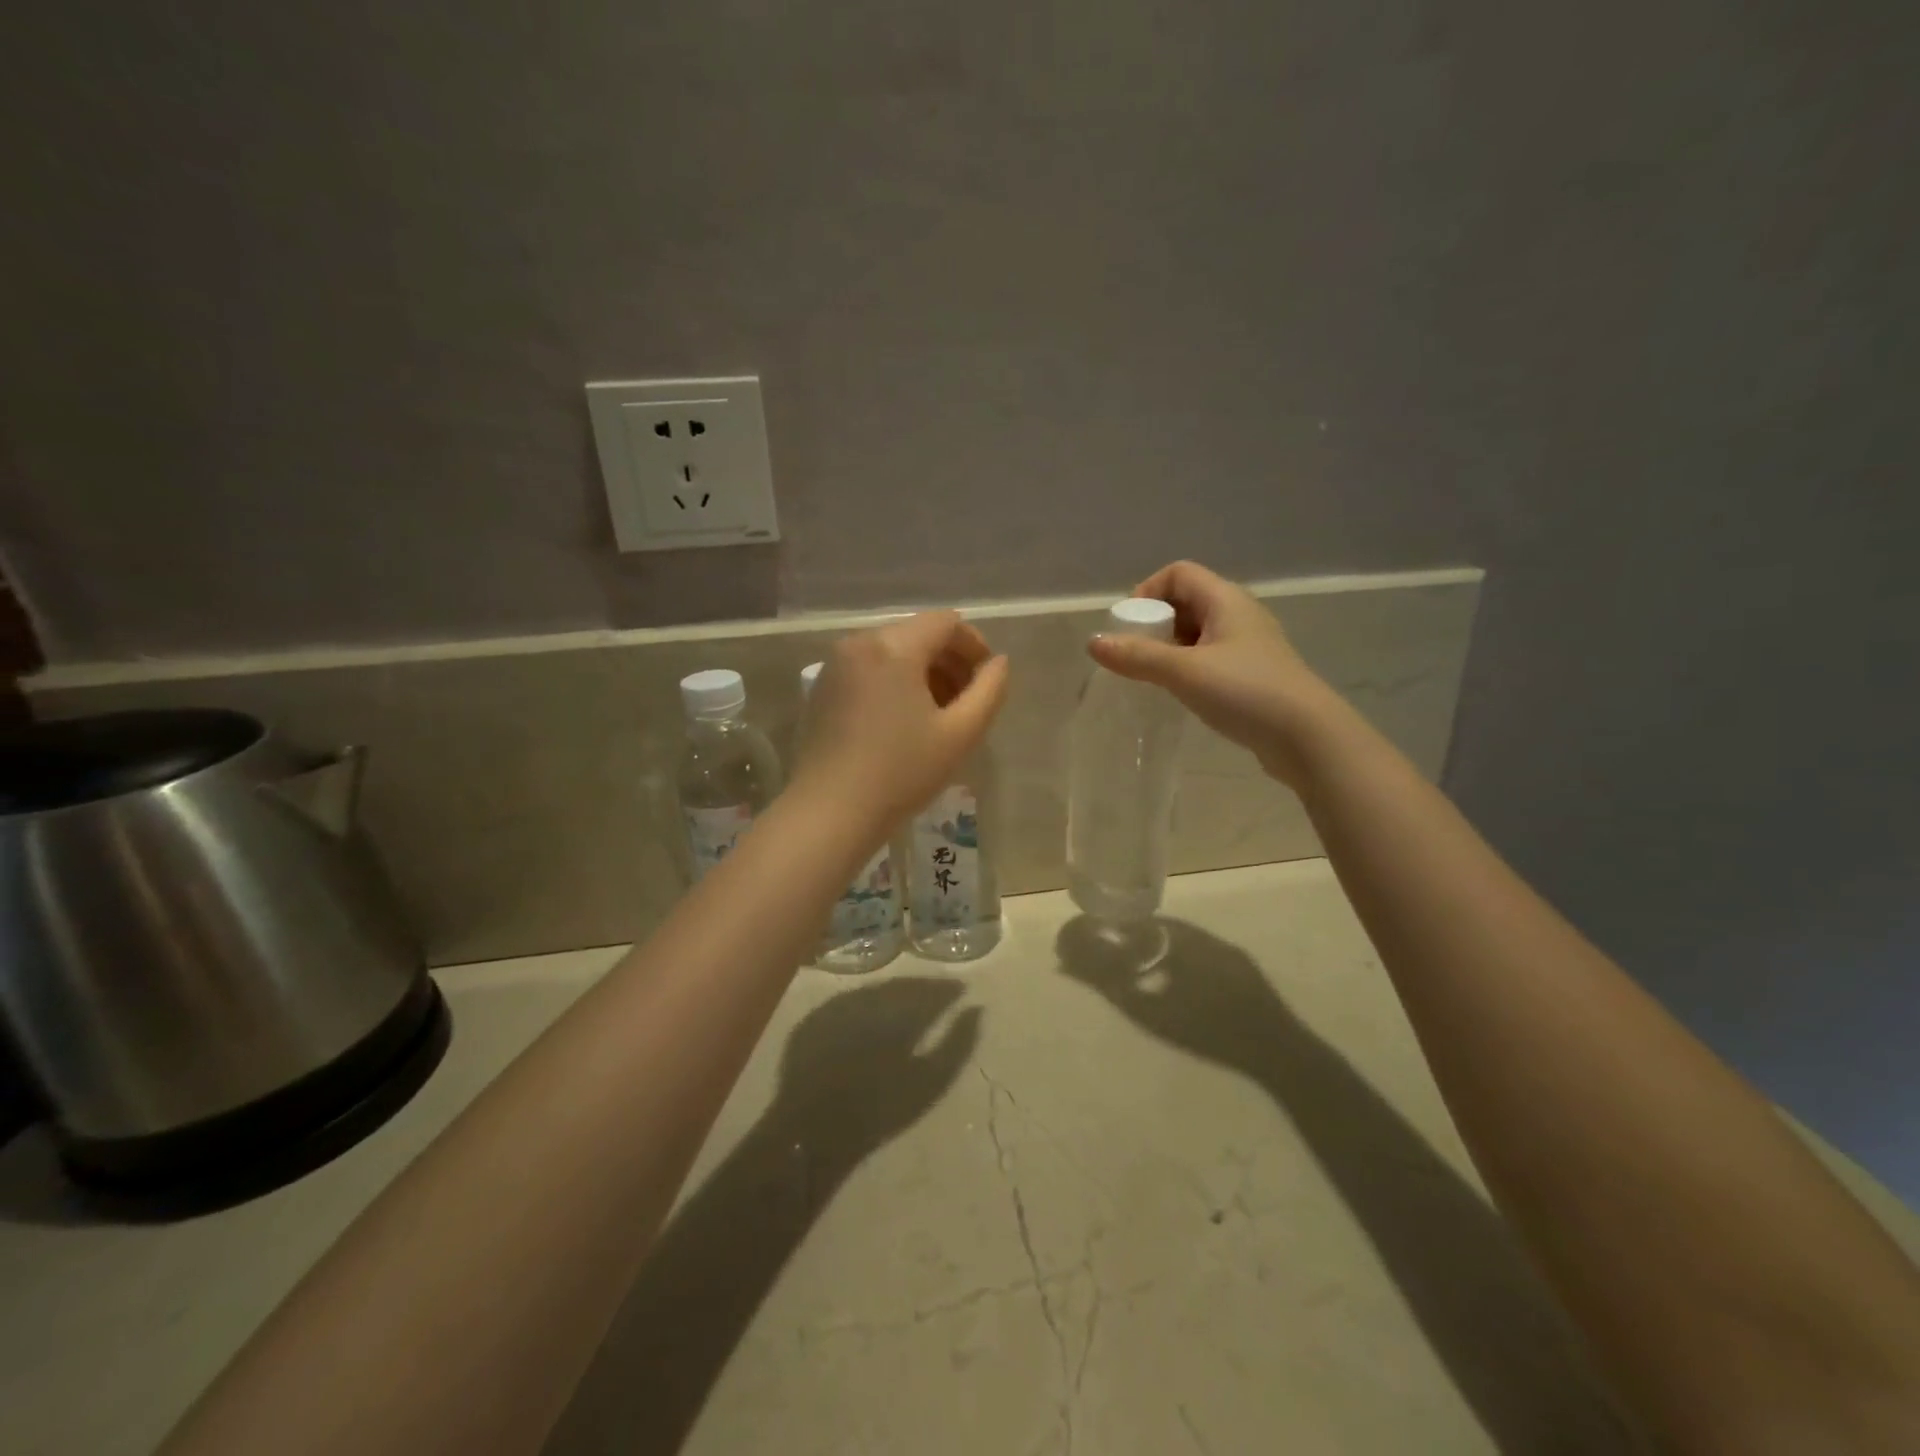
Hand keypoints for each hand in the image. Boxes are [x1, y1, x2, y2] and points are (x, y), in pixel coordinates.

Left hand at [771, 978, 981, 1164]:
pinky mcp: (815, 1017)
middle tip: (940, 992)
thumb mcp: (930, 1083)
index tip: (963, 990)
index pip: (931, 990)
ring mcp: (838, 1005)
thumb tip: (976, 1009)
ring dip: (895, 992)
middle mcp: (868, 999)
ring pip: (875, 989)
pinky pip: (851, 1000)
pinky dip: (868, 1002)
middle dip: (923, 987)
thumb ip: (958, 1043)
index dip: (948, 989)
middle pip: (902, 985)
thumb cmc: (880, 1111)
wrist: (813, 1132)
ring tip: (911, 1001)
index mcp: (897, 1012)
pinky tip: (874, 1014)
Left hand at [792, 610, 1009, 831]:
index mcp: (894, 647)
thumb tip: (998, 663)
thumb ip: (989, 690)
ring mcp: (835, 664)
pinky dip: (895, 681)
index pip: (946, 623)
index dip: (974, 645)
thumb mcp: (960, 733)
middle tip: (967, 701)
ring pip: (893, 651)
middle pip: (918, 634)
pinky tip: (903, 721)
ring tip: (939, 715)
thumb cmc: (901, 772)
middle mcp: (860, 643)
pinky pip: (869, 668)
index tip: (987, 679)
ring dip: (923, 672)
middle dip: (949, 660)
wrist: (830, 812)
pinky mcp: (823, 688)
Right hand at [1087, 560, 1336, 786]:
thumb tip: (1093, 643)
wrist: (1308, 737)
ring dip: (1171, 648)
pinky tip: (1183, 693)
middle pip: (1187, 601)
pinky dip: (1189, 667)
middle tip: (1137, 655)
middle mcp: (1239, 614)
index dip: (1148, 591)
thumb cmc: (1246, 692)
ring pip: (1199, 632)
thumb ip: (1137, 657)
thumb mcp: (1184, 672)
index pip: (1178, 573)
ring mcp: (1250, 645)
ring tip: (1156, 677)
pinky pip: (1211, 657)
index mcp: (1226, 599)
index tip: (1129, 626)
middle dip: (1156, 623)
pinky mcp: (1254, 674)